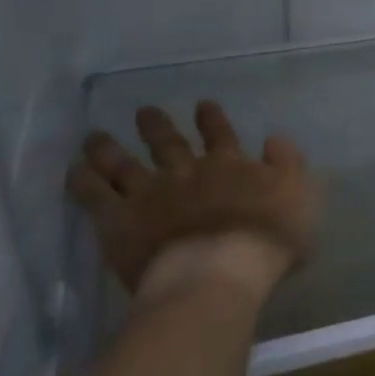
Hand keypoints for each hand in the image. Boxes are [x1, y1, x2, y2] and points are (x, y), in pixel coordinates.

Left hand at [67, 101, 320, 304]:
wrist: (219, 271)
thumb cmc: (267, 240)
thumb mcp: (300, 197)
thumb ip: (289, 164)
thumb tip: (275, 139)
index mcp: (229, 166)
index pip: (220, 135)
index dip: (212, 120)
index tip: (203, 105)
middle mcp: (187, 171)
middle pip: (168, 144)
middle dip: (156, 126)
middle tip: (144, 112)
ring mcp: (150, 193)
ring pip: (125, 164)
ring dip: (111, 149)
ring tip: (95, 137)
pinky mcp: (120, 220)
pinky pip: (95, 195)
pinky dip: (83, 181)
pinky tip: (74, 170)